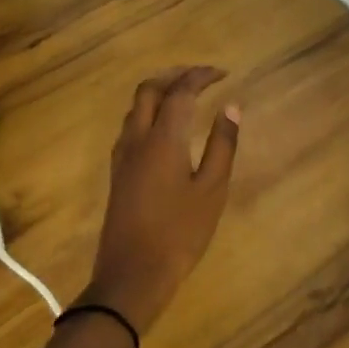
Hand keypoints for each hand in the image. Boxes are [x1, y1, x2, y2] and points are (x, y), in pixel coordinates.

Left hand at [88, 66, 241, 333]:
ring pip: (136, 107)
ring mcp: (122, 156)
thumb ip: (222, 145)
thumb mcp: (212, 190)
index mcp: (163, 138)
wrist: (132, 274)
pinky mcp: (117, 172)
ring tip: (184, 95)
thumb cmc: (180, 232)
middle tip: (201, 76)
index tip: (223, 73)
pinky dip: (149, 112)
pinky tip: (165, 127)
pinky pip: (131, 126)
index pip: (180, 91)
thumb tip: (231, 108)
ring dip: (158, 91)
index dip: (201, 76)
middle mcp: (137, 138)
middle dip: (174, 74)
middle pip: (149, 90)